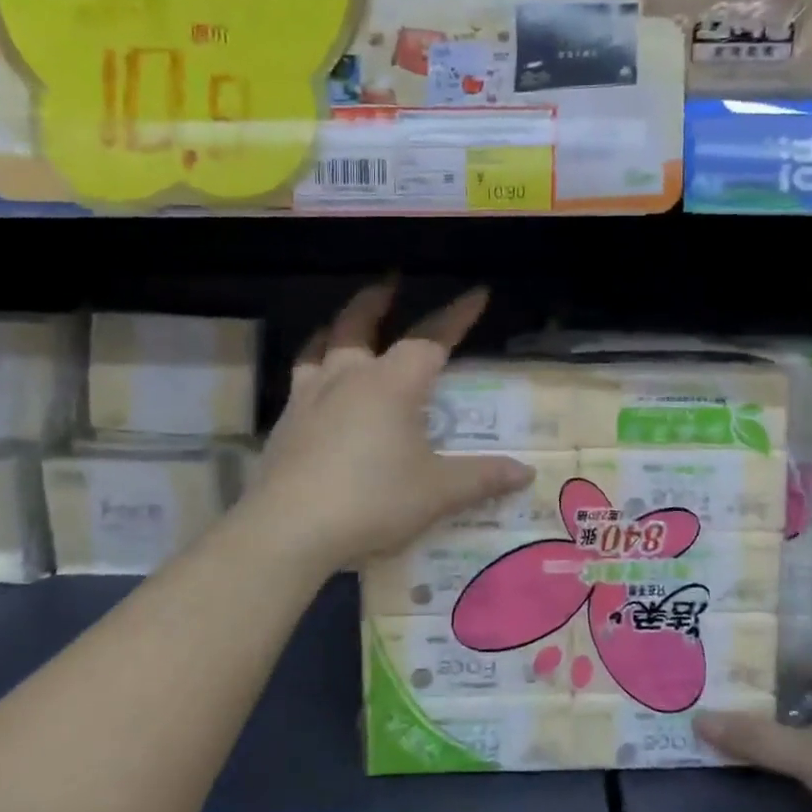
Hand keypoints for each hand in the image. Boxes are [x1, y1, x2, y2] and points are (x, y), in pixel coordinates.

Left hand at [248, 282, 533, 571]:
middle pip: (360, 325)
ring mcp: (310, 397)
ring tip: (340, 326)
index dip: (456, 317)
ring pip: (321, 346)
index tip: (477, 294)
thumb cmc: (373, 501)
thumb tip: (525, 474)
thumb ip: (481, 478)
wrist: (290, 529)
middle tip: (389, 283)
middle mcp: (349, 378)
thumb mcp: (437, 493)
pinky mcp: (285, 424)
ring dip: (336, 329)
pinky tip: (316, 390)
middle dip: (377, 301)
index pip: (430, 339)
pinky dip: (313, 368)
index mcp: (392, 384)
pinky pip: (301, 380)